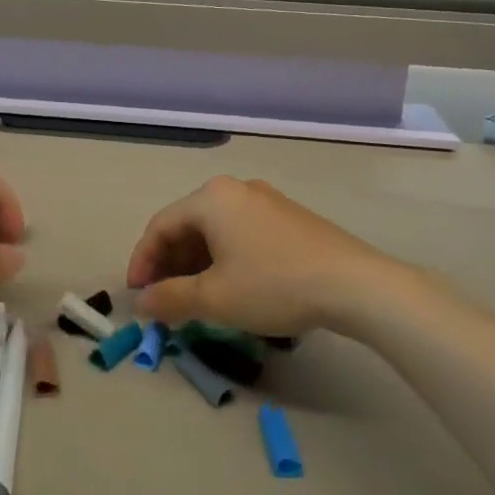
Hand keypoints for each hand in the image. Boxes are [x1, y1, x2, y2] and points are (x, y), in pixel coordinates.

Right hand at [127, 176, 428, 336]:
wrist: (356, 285)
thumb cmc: (274, 285)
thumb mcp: (214, 298)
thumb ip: (169, 298)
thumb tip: (141, 304)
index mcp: (211, 198)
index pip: (160, 227)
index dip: (143, 262)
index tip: (138, 296)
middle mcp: (235, 190)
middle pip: (187, 225)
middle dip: (169, 264)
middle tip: (163, 299)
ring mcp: (266, 201)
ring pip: (215, 231)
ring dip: (196, 264)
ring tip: (193, 298)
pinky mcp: (289, 218)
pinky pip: (241, 234)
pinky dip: (224, 259)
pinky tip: (230, 286)